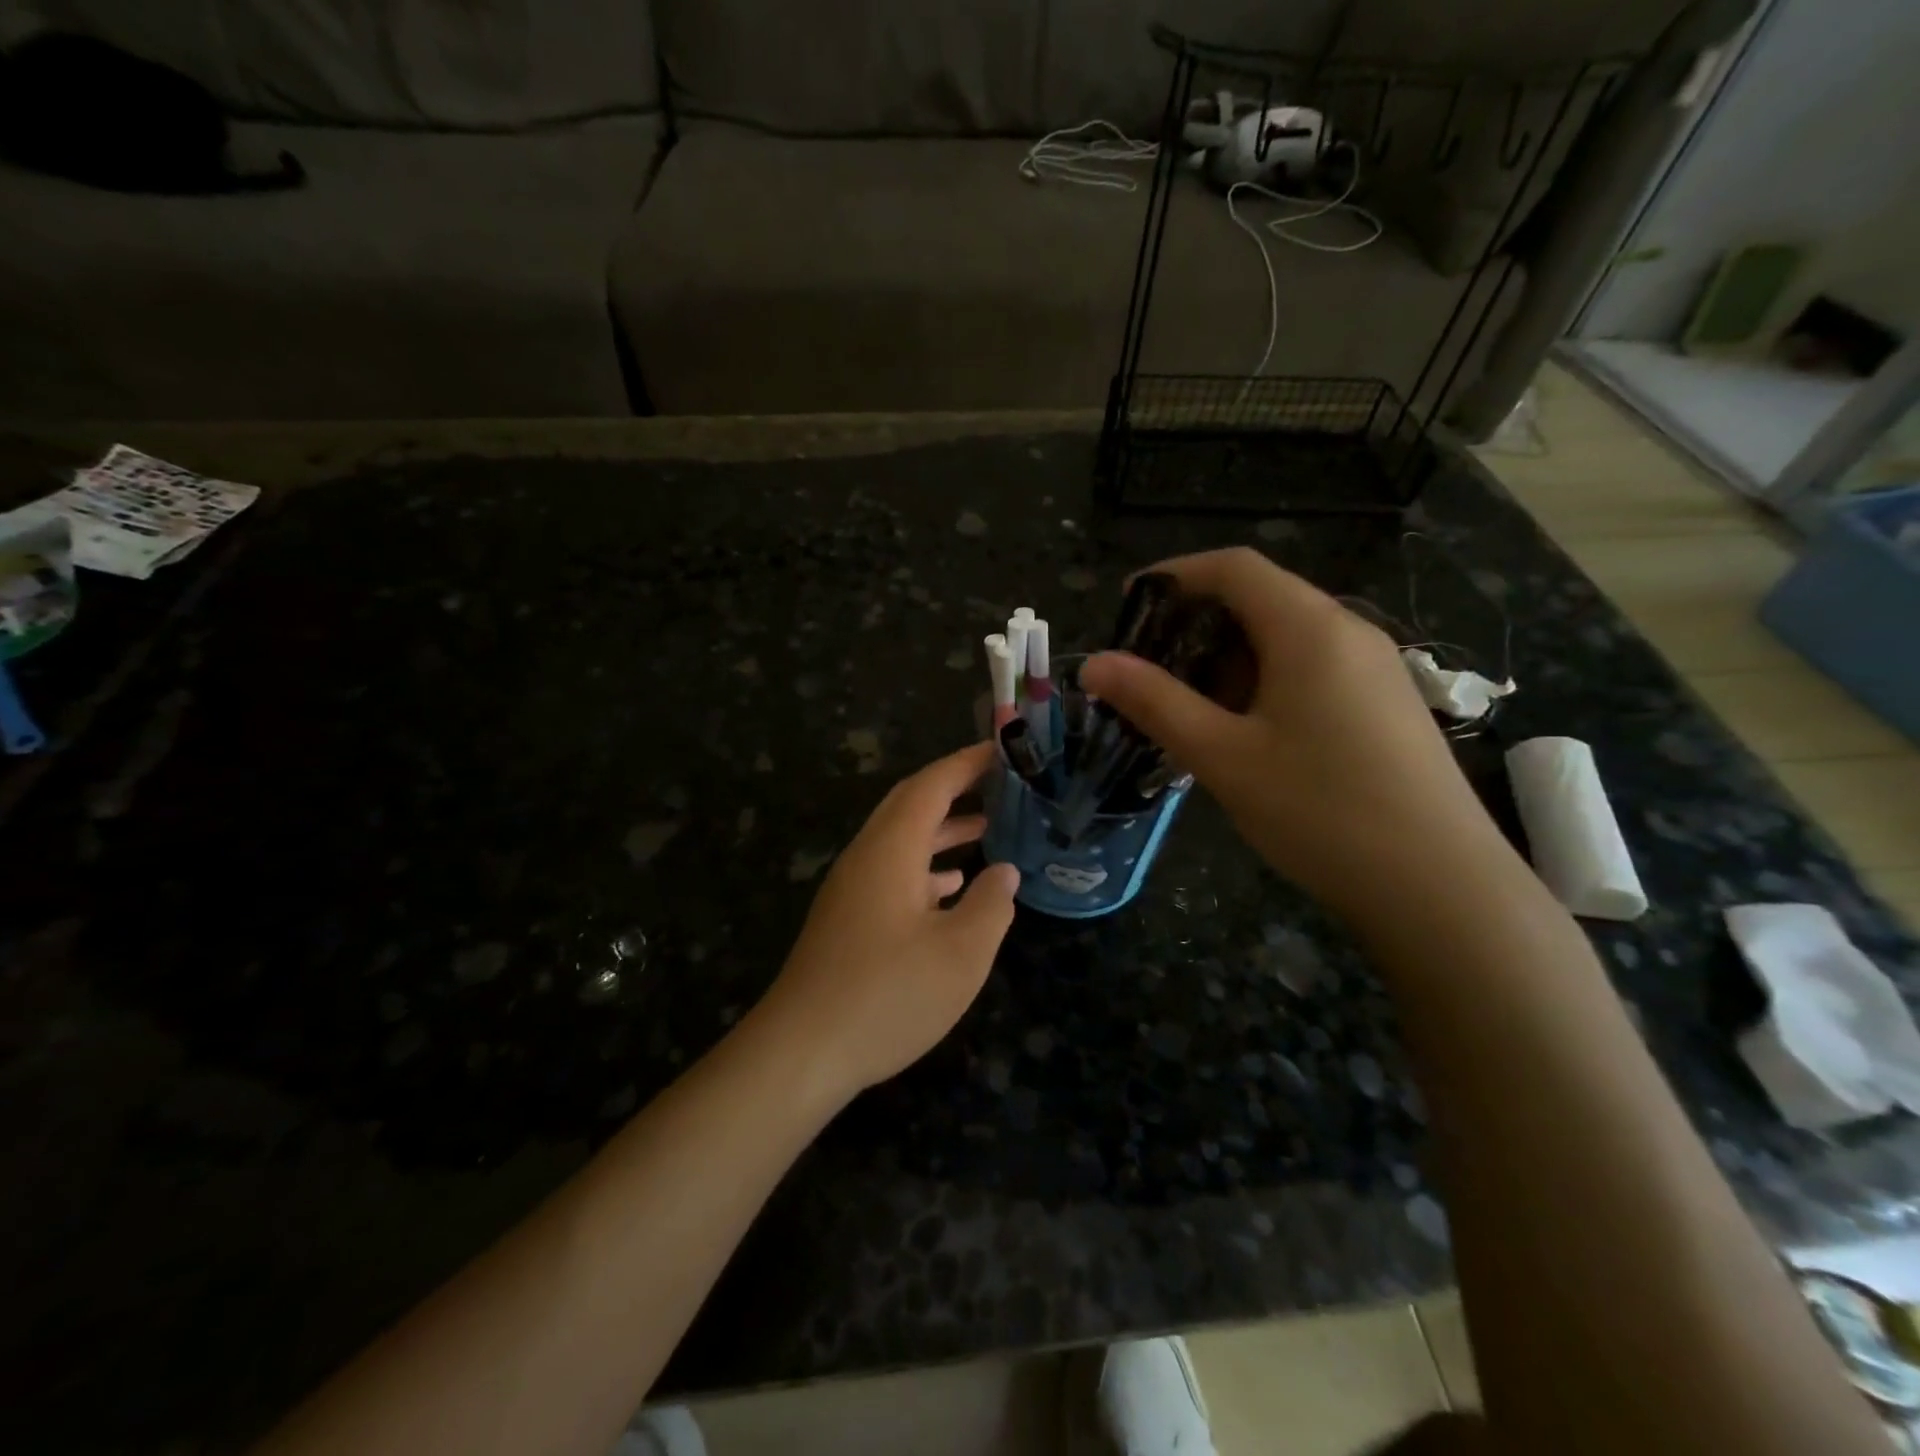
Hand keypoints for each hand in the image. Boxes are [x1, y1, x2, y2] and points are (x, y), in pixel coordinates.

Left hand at [750, 742, 1019, 1108]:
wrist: (802, 1051)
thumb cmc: (887, 996)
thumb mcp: (960, 954)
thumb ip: (991, 905)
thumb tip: (1004, 872)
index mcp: (891, 850)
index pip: (931, 786)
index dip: (966, 764)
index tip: (1000, 750)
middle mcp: (867, 857)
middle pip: (910, 805)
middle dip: (953, 788)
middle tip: (997, 782)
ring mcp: (852, 888)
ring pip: (901, 840)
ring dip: (941, 829)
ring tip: (987, 828)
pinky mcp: (847, 918)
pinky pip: (891, 872)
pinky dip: (925, 867)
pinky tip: (951, 889)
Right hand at [1079, 548, 1515, 918]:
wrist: (1441, 889)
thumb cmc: (1321, 811)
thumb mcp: (1222, 756)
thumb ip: (1155, 702)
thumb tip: (1094, 664)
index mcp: (1309, 628)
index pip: (1234, 567)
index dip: (1175, 574)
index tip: (1128, 605)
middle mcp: (1349, 632)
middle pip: (1261, 599)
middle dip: (1196, 624)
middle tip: (1148, 671)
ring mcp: (1375, 669)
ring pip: (1286, 639)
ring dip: (1228, 660)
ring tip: (1188, 709)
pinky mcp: (1385, 706)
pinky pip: (1313, 670)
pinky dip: (1264, 683)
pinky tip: (1246, 734)